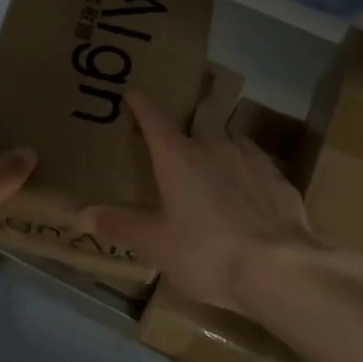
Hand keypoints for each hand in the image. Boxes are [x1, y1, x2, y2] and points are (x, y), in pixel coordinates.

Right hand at [85, 90, 320, 316]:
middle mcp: (215, 146)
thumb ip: (121, 225)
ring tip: (216, 161)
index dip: (142, 104)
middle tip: (182, 133)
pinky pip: (257, 163)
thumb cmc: (207, 252)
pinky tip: (249, 190)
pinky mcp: (280, 179)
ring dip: (221, 143)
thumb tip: (82, 214)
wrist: (280, 269)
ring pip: (232, 138)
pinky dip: (247, 170)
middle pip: (200, 120)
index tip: (134, 93)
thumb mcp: (156, 245)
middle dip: (189, 120)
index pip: (154, 119)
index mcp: (178, 157)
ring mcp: (252, 159)